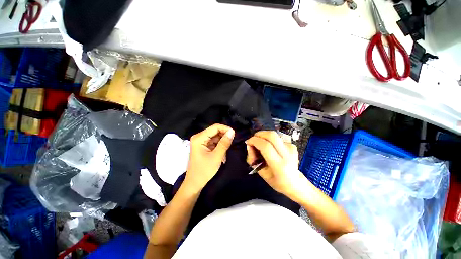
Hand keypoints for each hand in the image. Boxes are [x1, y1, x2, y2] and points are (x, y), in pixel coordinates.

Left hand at [184, 124, 234, 191]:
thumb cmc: (204, 171)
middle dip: (224, 136)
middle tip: (232, 143)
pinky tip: (223, 154)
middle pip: (215, 131)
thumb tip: (232, 131)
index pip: (215, 127)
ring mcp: (201, 141)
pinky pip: (214, 142)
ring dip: (222, 142)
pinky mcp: (203, 146)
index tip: (234, 134)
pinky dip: (220, 146)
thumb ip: (224, 143)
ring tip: (226, 151)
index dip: (226, 129)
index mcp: (199, 138)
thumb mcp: (217, 156)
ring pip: (216, 137)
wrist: (195, 183)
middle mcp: (199, 137)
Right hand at [246, 131, 307, 201]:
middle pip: (272, 135)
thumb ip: (253, 159)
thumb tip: (249, 145)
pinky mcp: (292, 145)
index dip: (254, 141)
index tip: (248, 142)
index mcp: (279, 165)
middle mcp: (287, 154)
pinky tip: (270, 147)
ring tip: (260, 143)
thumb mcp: (261, 173)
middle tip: (253, 139)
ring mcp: (291, 148)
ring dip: (264, 136)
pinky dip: (270, 139)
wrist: (296, 183)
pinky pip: (277, 137)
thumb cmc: (277, 182)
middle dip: (259, 134)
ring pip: (274, 134)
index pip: (266, 146)